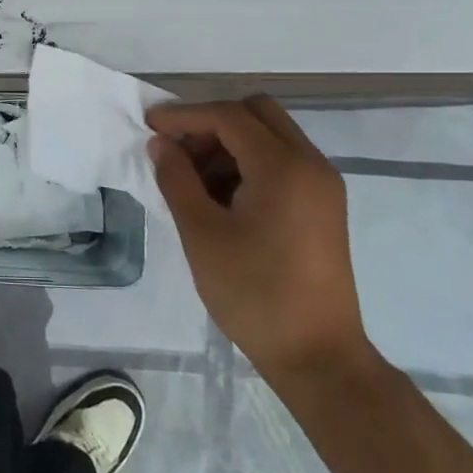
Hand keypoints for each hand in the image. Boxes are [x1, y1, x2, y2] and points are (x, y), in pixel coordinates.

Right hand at [147, 97, 372, 385]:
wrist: (318, 359)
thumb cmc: (254, 294)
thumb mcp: (201, 234)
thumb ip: (177, 179)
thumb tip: (161, 144)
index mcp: (283, 167)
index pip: (228, 116)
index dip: (184, 115)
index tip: (148, 125)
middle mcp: (310, 164)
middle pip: (255, 113)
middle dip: (210, 123)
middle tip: (177, 152)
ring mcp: (322, 185)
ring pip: (269, 136)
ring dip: (229, 144)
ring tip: (193, 181)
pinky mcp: (323, 206)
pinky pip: (282, 161)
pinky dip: (249, 164)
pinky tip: (222, 198)